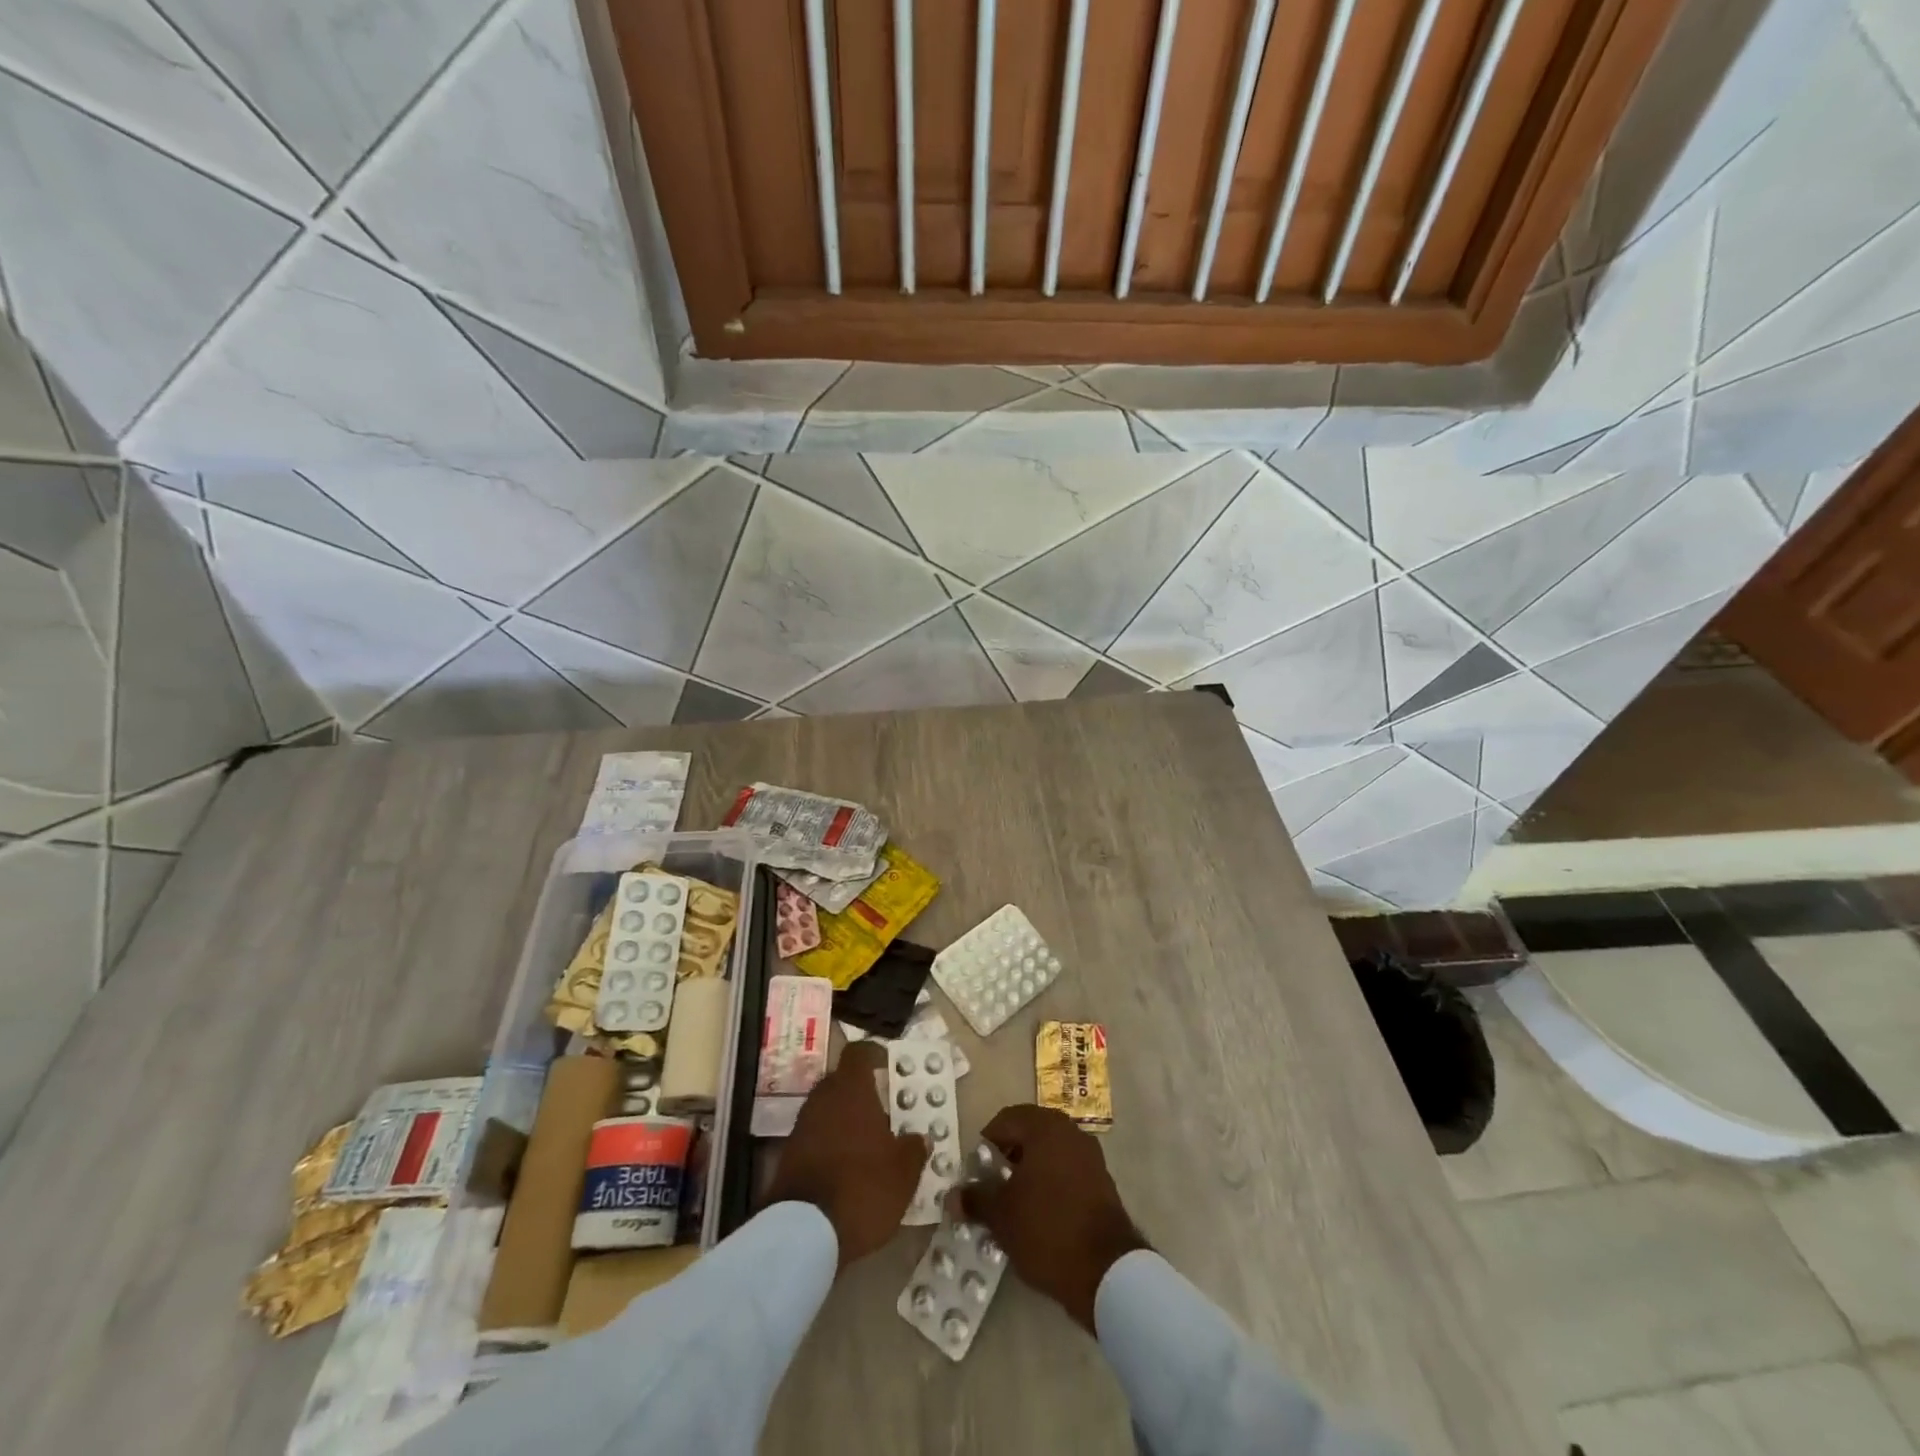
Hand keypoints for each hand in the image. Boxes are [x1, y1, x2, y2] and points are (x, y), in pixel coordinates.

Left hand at [764, 1041, 927, 1269]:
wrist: (802, 1234)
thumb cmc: (863, 1187)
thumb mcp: (903, 1172)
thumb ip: (914, 1149)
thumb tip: (919, 1138)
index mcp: (851, 1089)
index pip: (859, 1053)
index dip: (874, 1055)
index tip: (887, 1066)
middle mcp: (822, 1098)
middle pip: (841, 1081)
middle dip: (860, 1092)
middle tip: (883, 1111)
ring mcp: (801, 1126)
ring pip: (827, 1110)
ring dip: (844, 1121)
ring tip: (867, 1144)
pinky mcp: (787, 1156)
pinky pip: (815, 1137)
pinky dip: (829, 1145)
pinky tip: (846, 1169)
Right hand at [960, 1104, 1147, 1333]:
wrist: (1106, 1270)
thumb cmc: (1046, 1229)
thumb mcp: (1001, 1216)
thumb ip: (975, 1199)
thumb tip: (953, 1196)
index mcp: (1045, 1127)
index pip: (1006, 1120)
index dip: (986, 1145)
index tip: (976, 1174)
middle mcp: (1069, 1131)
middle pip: (1029, 1133)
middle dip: (1008, 1158)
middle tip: (992, 1188)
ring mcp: (1089, 1155)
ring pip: (1048, 1153)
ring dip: (1029, 1171)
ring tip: (1014, 1205)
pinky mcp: (1101, 1181)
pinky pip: (1066, 1170)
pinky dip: (1050, 1183)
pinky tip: (1040, 1214)